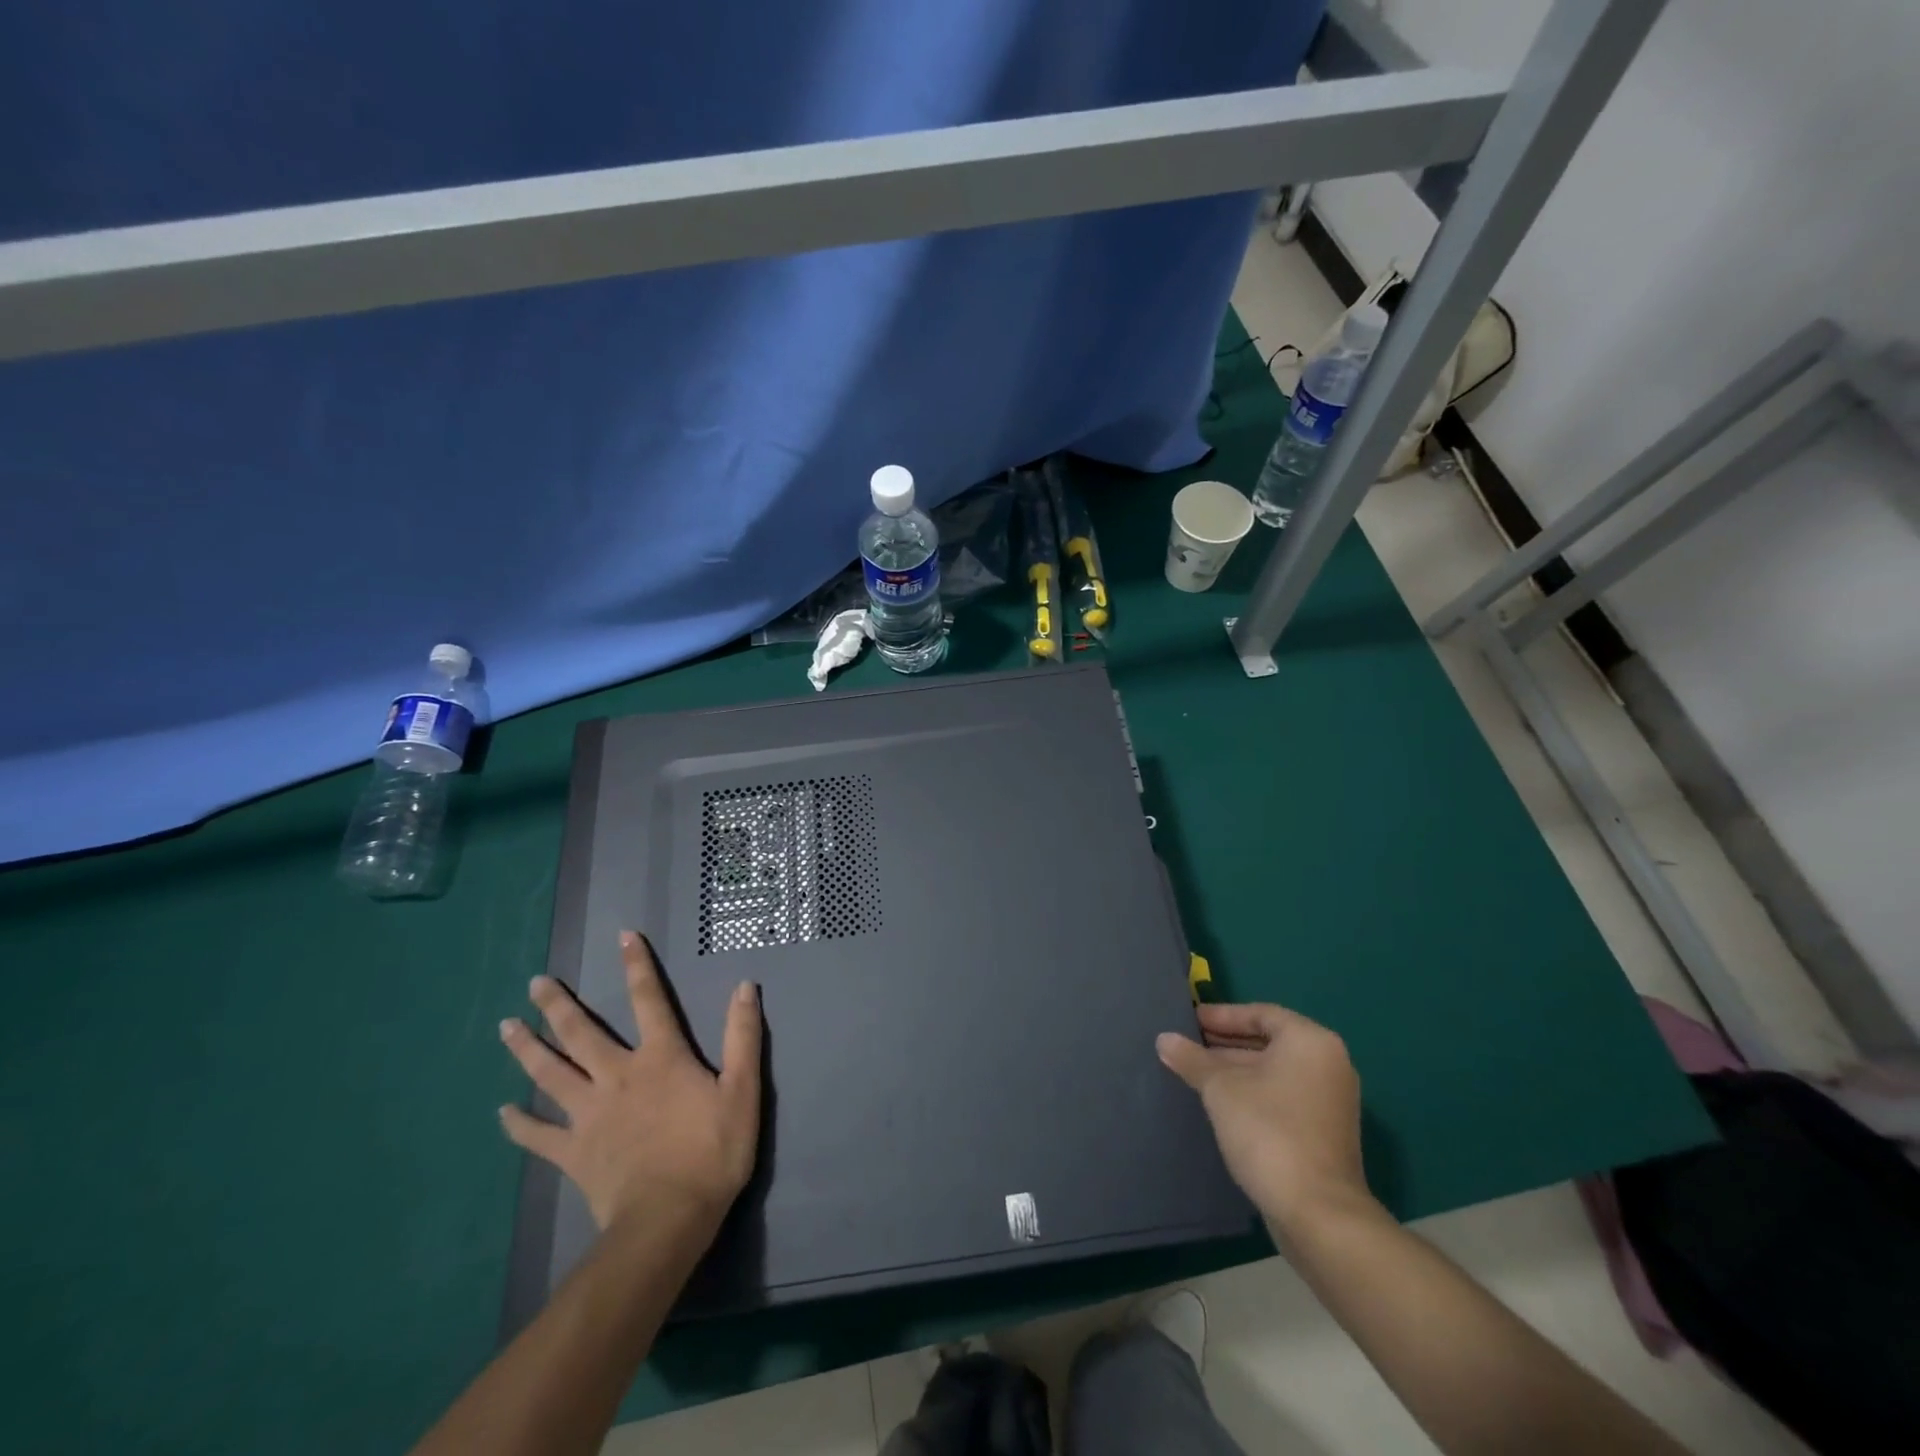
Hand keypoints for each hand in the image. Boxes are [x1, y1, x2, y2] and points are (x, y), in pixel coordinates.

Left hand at [499, 931, 762, 1233]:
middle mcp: (618, 1076)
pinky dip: (518, 1123)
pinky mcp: (573, 1153)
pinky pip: (538, 1135)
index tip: (624, 936)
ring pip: (550, 1074)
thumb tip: (745, 986)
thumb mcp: (743, 1089)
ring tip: (505, 1027)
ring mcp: (589, 1115)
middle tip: (535, 982)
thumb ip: (742, 1036)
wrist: (668, 1219)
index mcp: (661, 1058)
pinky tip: (501, 1111)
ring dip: (527, 1049)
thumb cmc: (712, 1151)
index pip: (650, 999)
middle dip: (558, 1005)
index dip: (638, 965)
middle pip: (581, 1033)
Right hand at [1157, 1002, 1374, 1237]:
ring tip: (1195, 1073)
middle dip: (1225, 1044)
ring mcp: (1330, 1101)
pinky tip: (1220, 1103)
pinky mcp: (1325, 1133)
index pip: (1261, 1014)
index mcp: (1310, 1042)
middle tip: (1188, 1045)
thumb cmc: (1268, 1131)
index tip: (1190, 1020)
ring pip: (1275, 1072)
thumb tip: (1164, 1039)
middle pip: (1269, 1042)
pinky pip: (1283, 1097)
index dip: (1222, 1015)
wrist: (1318, 1213)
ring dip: (1236, 1070)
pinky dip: (1253, 1093)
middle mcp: (1328, 1064)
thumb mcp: (1220, 1088)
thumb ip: (1192, 1059)